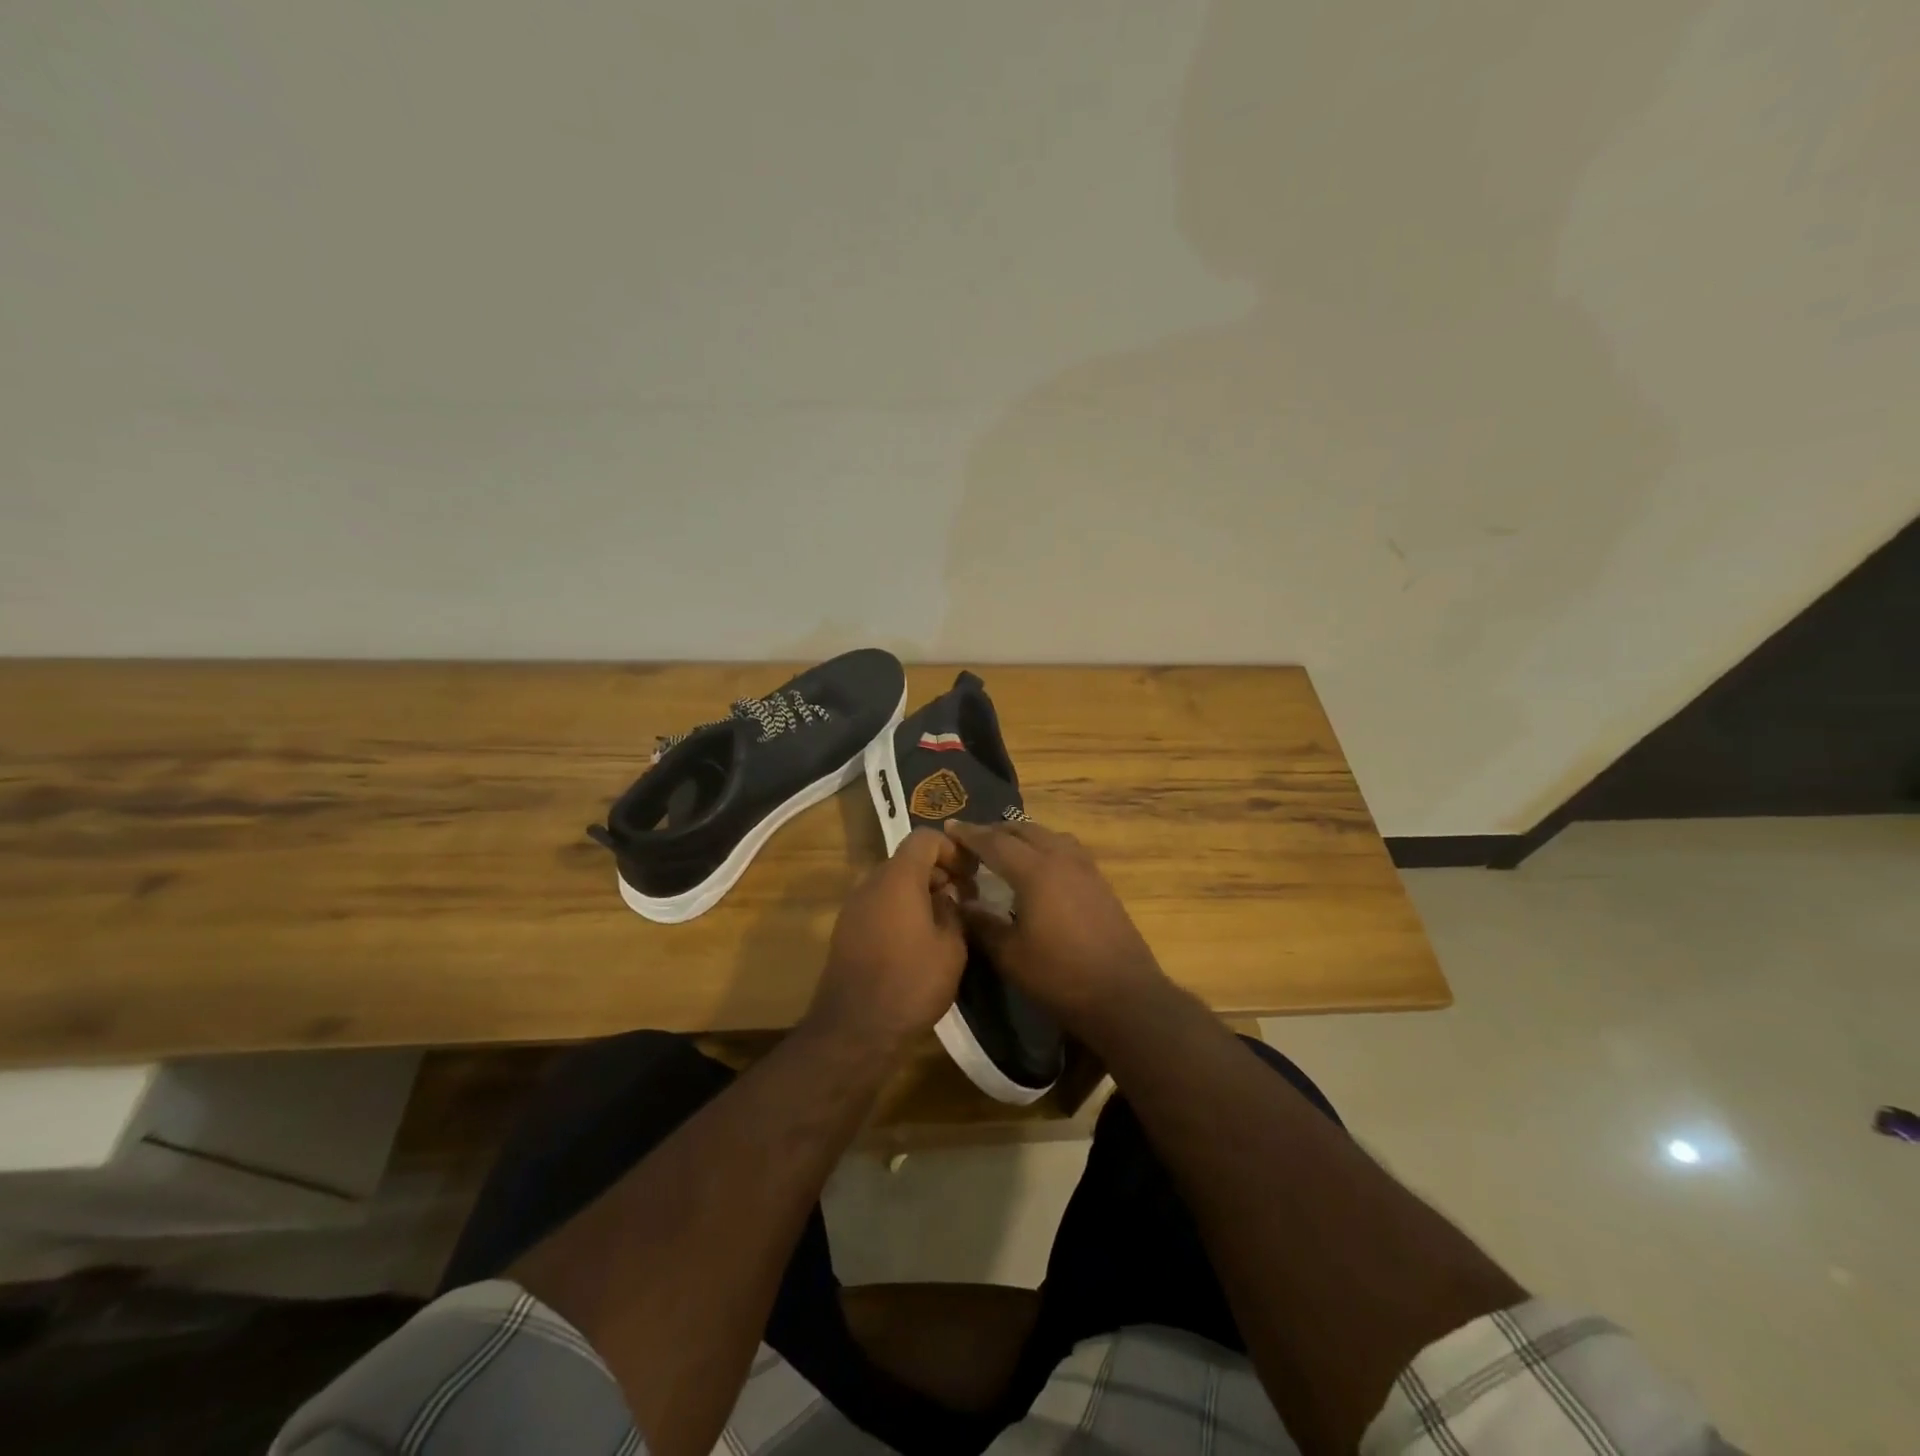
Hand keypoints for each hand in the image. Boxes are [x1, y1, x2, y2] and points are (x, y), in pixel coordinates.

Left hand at [809, 828, 968, 1053]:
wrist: (855, 1028)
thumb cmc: (911, 982)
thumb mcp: (951, 947)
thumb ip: (954, 911)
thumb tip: (948, 898)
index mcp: (898, 878)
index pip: (925, 838)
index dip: (952, 849)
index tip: (971, 874)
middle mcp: (871, 883)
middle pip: (907, 860)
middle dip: (938, 872)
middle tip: (964, 898)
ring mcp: (854, 907)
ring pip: (892, 883)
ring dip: (919, 892)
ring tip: (944, 921)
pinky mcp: (846, 930)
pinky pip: (879, 904)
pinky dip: (900, 909)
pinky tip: (918, 940)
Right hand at [943, 819, 1164, 1023]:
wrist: (1124, 995)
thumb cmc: (1060, 976)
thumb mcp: (1010, 955)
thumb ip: (982, 924)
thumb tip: (959, 902)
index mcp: (1035, 871)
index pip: (995, 842)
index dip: (969, 834)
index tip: (948, 826)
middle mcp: (1061, 858)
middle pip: (1024, 830)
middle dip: (995, 830)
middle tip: (972, 839)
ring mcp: (1085, 868)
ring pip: (1048, 835)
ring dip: (1023, 835)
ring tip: (1005, 848)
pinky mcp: (1100, 882)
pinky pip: (1065, 848)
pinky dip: (1044, 846)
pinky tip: (1039, 867)